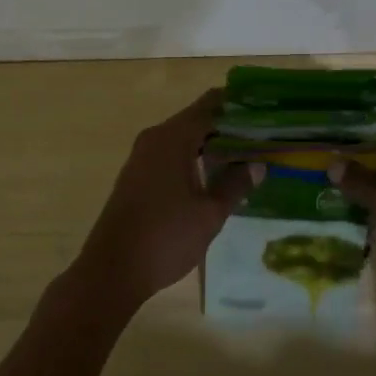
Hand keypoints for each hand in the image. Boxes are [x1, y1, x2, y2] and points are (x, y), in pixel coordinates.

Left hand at [70, 90, 246, 310]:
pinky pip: (172, 154)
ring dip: (212, 144)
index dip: (237, 104)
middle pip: (197, 120)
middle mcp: (155, 138)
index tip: (264, 110)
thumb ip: (235, 184)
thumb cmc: (165, 237)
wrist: (111, 271)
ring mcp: (142, 157)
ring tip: (246, 155)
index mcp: (173, 138)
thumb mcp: (209, 213)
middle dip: (228, 126)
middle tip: (262, 136)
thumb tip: (257, 164)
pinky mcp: (137, 176)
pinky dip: (195, 158)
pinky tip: (215, 176)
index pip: (210, 105)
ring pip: (184, 139)